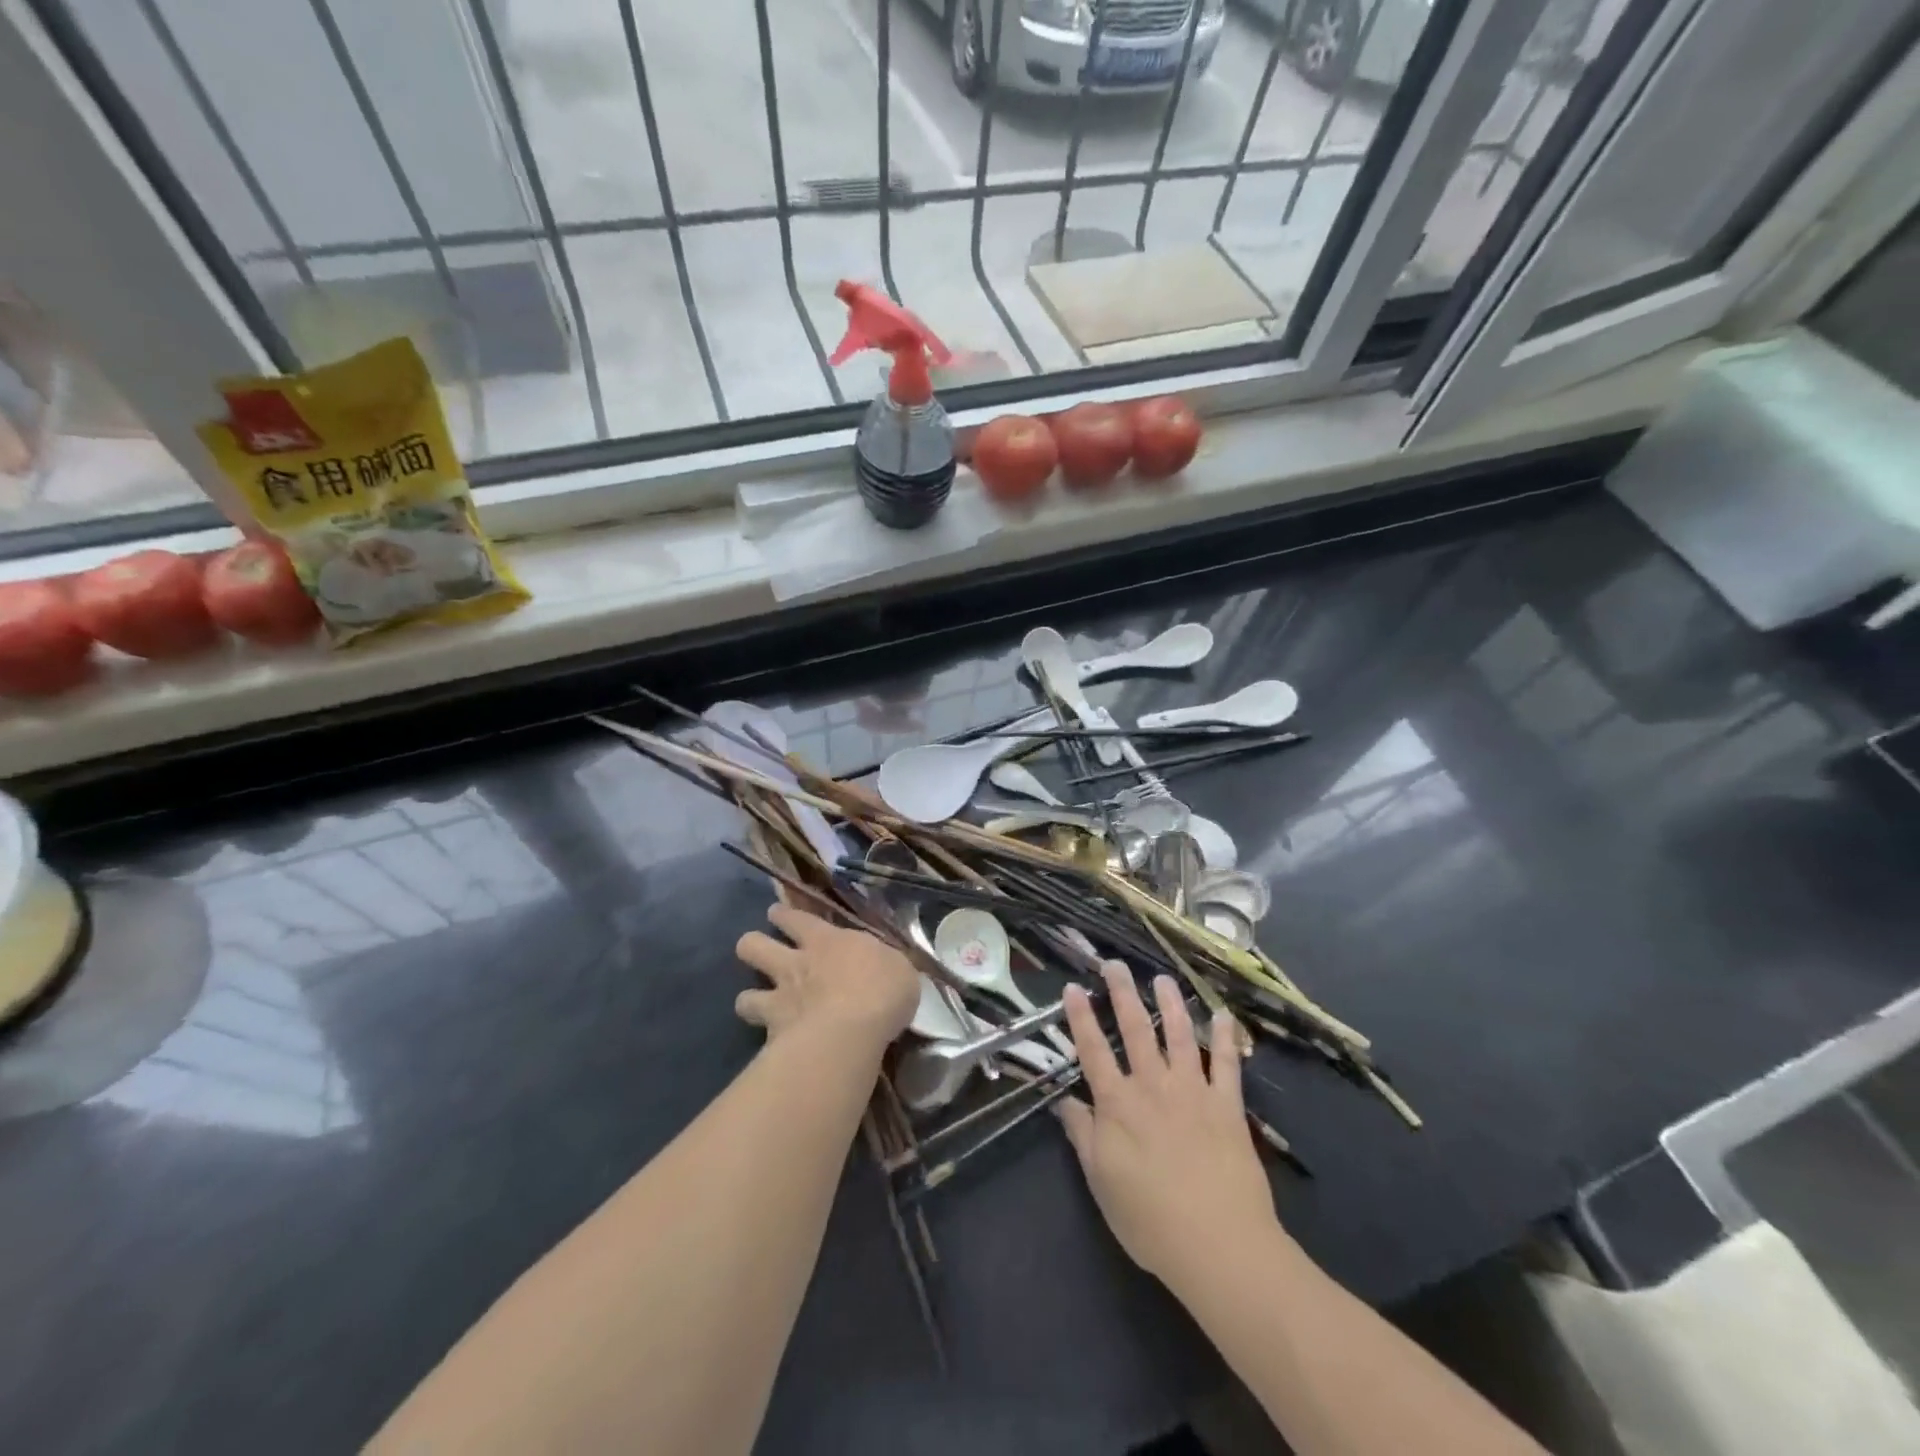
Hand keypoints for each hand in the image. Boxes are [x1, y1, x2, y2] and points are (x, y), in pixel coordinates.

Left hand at [734, 903, 919, 1054]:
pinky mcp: (773, 1034)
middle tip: (757, 950)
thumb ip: (882, 966)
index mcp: (827, 941)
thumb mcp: (898, 969)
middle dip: (752, 945)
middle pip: (754, 945)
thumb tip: (883, 969)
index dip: (784, 915)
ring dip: (748, 999)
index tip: (778, 914)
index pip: (797, 918)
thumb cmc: (882, 991)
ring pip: (744, 994)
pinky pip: (757, 1034)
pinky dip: (761, 1037)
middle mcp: (796, 964)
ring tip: (755, 1005)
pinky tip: (769, 1044)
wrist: (852, 1031)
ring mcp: (780, 999)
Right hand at [1058, 963, 1278, 1288]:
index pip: (1093, 1051)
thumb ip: (1083, 1135)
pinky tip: (1224, 1016)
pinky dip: (1226, 1039)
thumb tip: (1064, 1100)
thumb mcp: (1101, 1182)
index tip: (1073, 986)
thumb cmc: (1151, 1220)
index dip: (1080, 1018)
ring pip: (1179, 1036)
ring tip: (1163, 979)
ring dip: (1171, 1004)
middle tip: (1115, 964)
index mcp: (1118, 1105)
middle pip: (1136, 1031)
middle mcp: (1153, 1087)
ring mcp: (1193, 1092)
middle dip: (1123, 994)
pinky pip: (1227, 1065)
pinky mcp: (1227, 1107)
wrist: (1219, 1245)